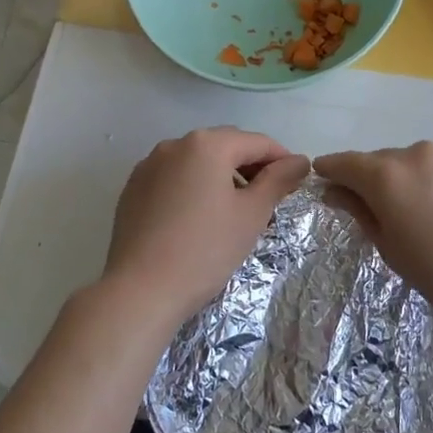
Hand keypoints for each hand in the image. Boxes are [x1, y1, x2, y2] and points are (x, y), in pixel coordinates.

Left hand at [97, 128, 310, 332]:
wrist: (141, 290)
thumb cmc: (205, 250)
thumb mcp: (251, 214)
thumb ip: (278, 180)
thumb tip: (299, 160)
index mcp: (207, 144)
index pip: (257, 142)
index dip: (282, 160)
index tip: (297, 182)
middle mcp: (174, 144)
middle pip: (225, 146)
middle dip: (251, 166)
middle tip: (269, 198)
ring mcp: (148, 165)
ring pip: (197, 161)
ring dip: (221, 176)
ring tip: (235, 209)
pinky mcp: (133, 188)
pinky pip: (173, 177)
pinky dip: (193, 187)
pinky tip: (198, 217)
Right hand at [315, 142, 432, 342]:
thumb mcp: (395, 253)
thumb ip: (363, 215)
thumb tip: (339, 193)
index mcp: (387, 177)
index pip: (344, 163)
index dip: (330, 173)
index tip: (323, 184)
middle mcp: (416, 154)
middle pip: (380, 162)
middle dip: (372, 182)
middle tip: (378, 216)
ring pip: (415, 163)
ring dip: (408, 182)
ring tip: (423, 218)